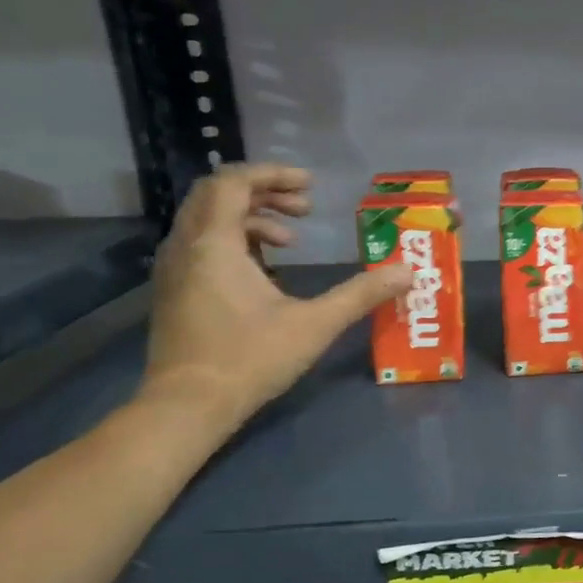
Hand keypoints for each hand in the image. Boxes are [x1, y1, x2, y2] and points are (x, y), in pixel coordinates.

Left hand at [142, 163, 411, 422]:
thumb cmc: (249, 359)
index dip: (273, 175)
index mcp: (215, 244)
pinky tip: (268, 272)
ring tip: (293, 241)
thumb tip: (407, 272)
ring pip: (209, 219)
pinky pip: (203, 244)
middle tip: (306, 209)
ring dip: (253, 218)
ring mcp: (175, 270)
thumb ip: (361, 293)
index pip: (233, 183)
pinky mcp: (176, 291)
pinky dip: (236, 241)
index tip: (312, 187)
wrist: (186, 407)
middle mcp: (186, 247)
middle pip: (218, 195)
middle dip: (265, 193)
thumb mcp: (315, 324)